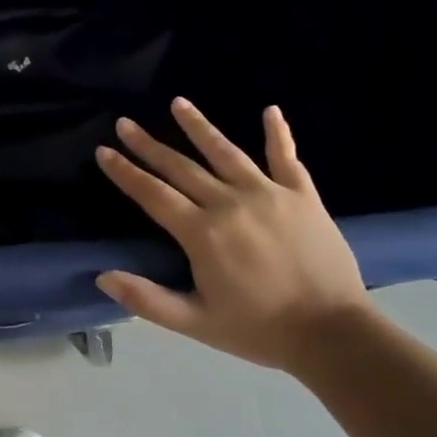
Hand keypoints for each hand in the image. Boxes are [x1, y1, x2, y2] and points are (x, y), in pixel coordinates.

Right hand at [93, 98, 370, 371]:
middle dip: (148, 144)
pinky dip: (278, 134)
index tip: (103, 151)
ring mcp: (268, 194)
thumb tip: (102, 277)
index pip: (152, 194)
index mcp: (201, 233)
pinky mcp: (302, 196)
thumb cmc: (260, 329)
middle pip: (180, 167)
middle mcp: (229, 203)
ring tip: (178, 102)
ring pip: (225, 152)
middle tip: (125, 123)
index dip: (125, 172)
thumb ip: (147, 300)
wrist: (334, 335)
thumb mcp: (196, 323)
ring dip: (198, 126)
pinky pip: (286, 158)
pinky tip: (270, 110)